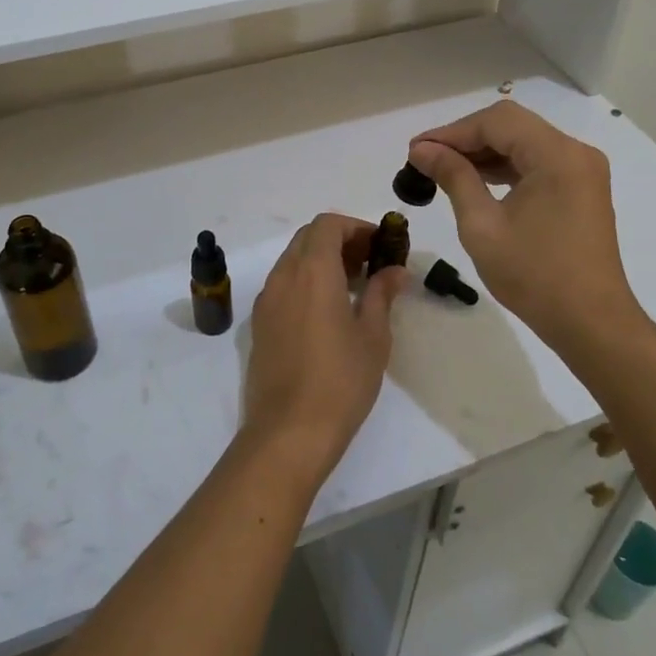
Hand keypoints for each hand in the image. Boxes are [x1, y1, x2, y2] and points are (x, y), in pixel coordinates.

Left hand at [242, 214, 407, 485]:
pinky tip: (327, 309)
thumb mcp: (373, 337)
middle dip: (340, 240)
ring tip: (353, 286)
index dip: (355, 227)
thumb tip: (395, 270)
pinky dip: (305, 280)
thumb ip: (382, 295)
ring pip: (293, 259)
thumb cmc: (340, 381)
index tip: (380, 245)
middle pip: (308, 238)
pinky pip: (282, 284)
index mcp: (313, 272)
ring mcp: (266, 299)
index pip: (328, 224)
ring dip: (321, 260)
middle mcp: (283, 276)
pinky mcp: (260, 322)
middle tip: (370, 263)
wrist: (288, 431)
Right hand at [409, 100, 650, 354]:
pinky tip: (475, 181)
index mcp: (557, 155)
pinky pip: (536, 163)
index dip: (452, 131)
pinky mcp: (580, 189)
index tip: (416, 150)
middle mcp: (575, 152)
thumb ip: (454, 177)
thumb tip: (423, 150)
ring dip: (484, 152)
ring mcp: (582, 171)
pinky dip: (505, 167)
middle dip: (466, 138)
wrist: (591, 323)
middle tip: (425, 158)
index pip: (497, 122)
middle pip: (512, 126)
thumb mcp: (482, 225)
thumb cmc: (534, 275)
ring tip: (443, 170)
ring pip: (523, 142)